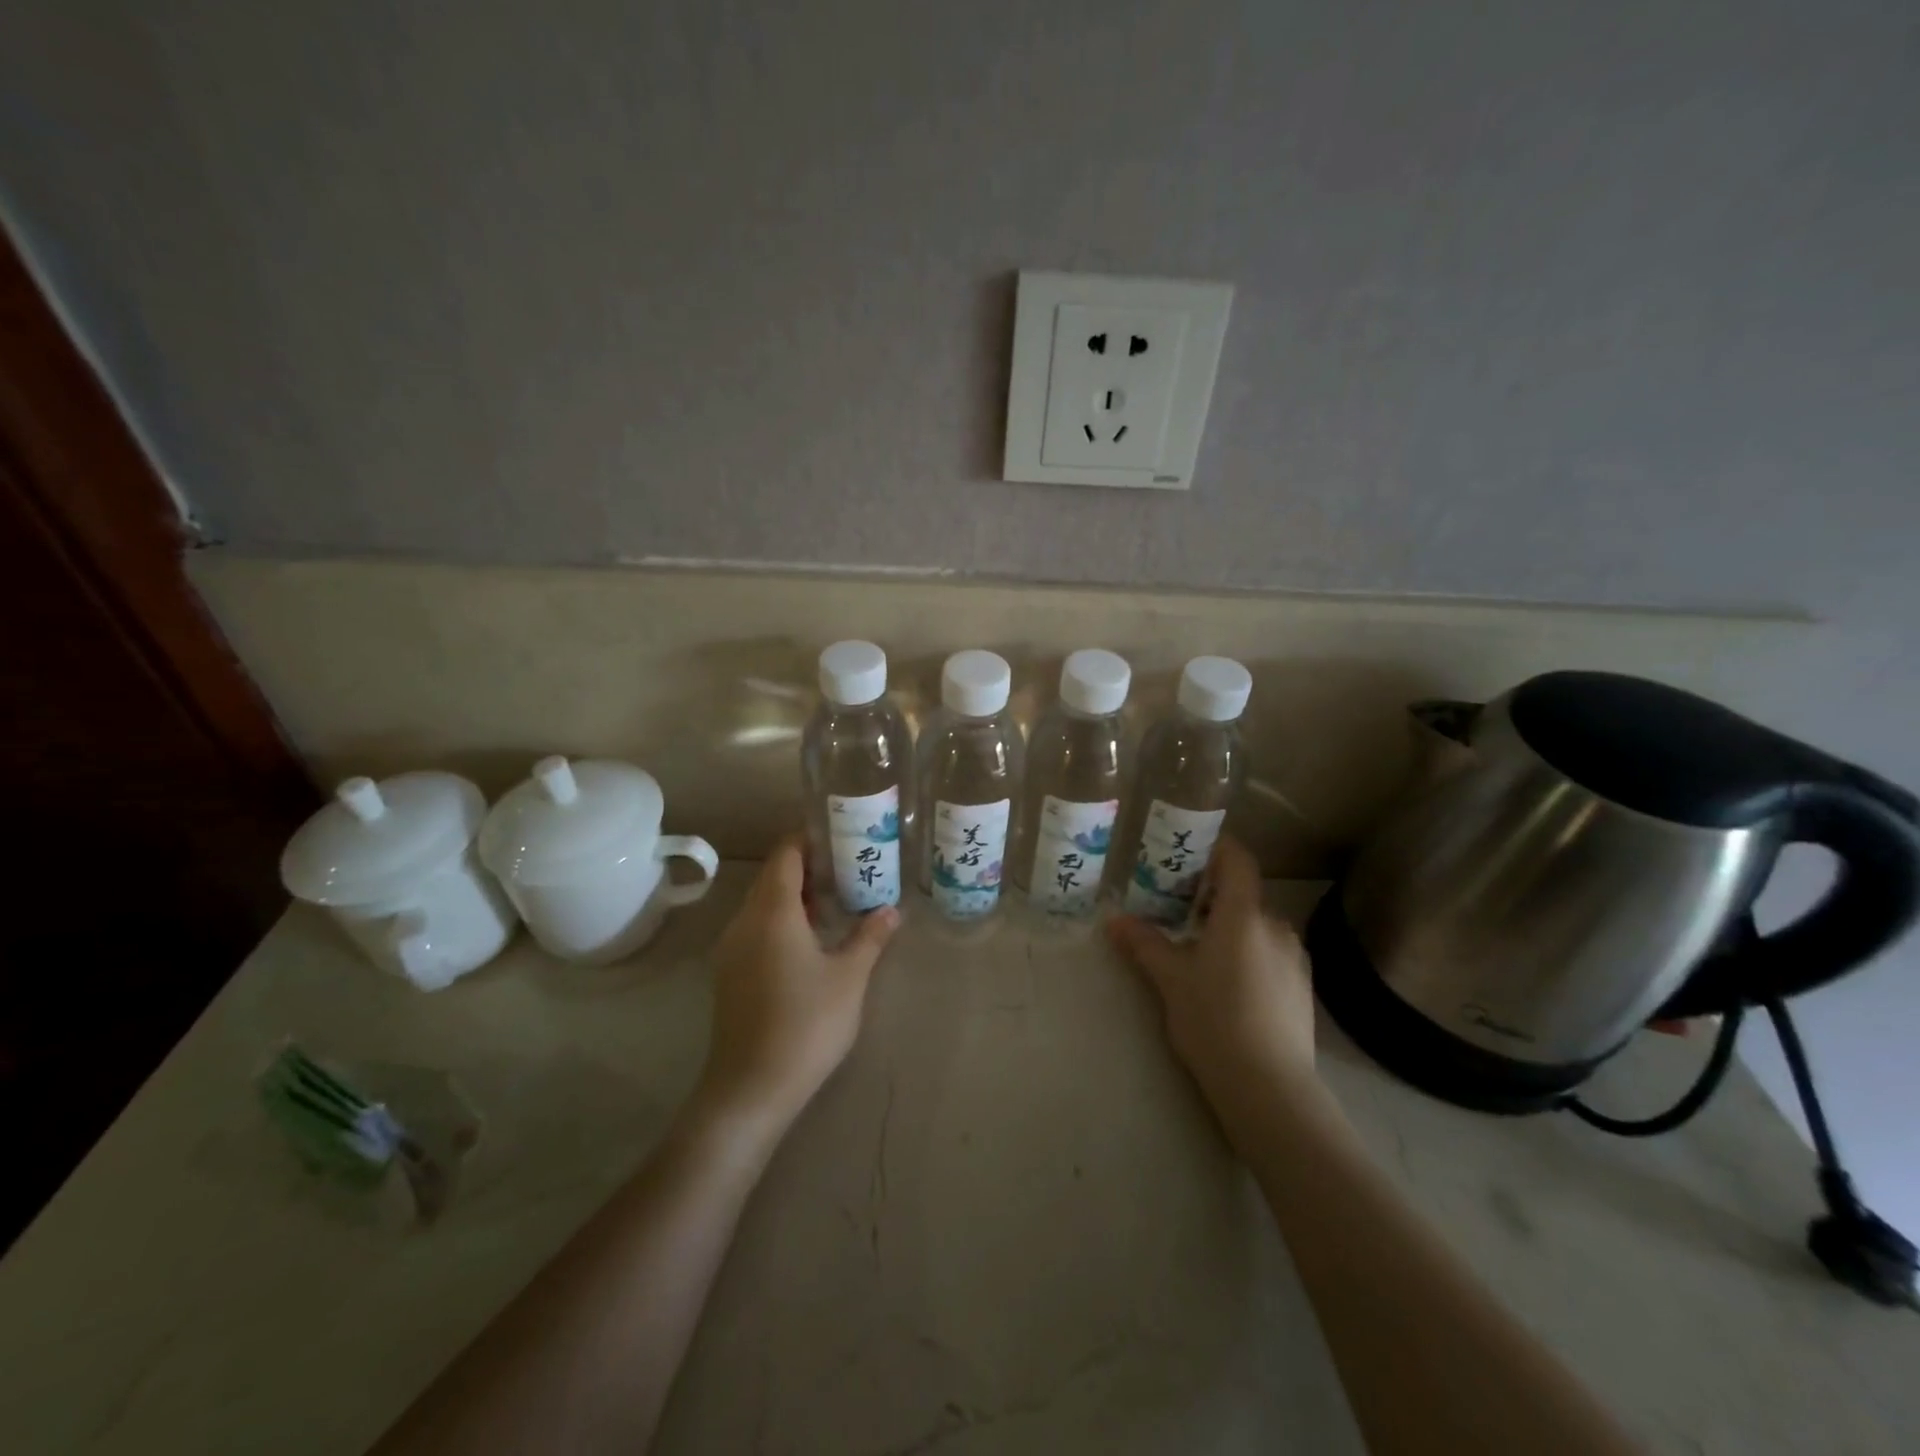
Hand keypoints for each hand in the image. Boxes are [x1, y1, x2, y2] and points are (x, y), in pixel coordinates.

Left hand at [698, 835, 899, 1131]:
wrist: (751, 1087)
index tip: (839, 834)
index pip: (786, 854)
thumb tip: (890, 910)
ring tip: (834, 898)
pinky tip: (809, 938)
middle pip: (772, 876)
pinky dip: (781, 918)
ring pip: (762, 903)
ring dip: (794, 894)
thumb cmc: (807, 1023)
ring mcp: (732, 948)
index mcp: (773, 911)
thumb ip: (869, 937)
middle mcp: (745, 921)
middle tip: (847, 865)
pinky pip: (756, 927)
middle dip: (807, 865)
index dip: (809, 838)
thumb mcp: (850, 977)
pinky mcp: (730, 973)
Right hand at [1107, 836, 1321, 1130]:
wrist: (1269, 1087)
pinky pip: (1271, 951)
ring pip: (1257, 925)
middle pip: (1244, 895)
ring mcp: (1295, 957)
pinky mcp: (1302, 987)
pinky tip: (1228, 983)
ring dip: (1230, 926)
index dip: (1216, 848)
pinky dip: (1248, 951)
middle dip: (1212, 895)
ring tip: (1199, 950)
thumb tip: (1113, 919)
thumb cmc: (1213, 1019)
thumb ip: (1144, 942)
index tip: (1187, 853)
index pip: (1238, 860)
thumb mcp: (1170, 979)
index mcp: (1244, 915)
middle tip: (1177, 910)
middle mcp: (1275, 926)